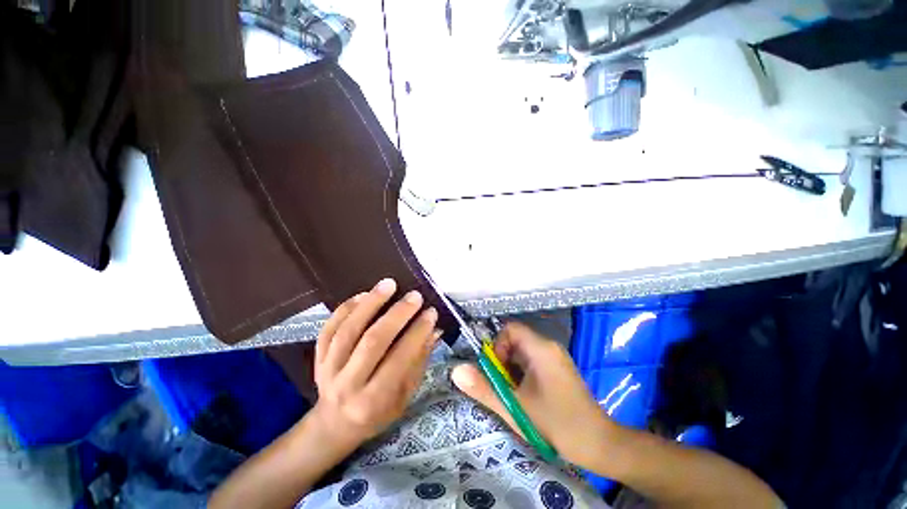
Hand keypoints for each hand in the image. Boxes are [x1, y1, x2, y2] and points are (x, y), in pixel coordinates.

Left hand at [310, 278, 439, 449]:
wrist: (335, 423)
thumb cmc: (378, 412)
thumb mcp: (404, 395)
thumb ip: (419, 361)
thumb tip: (434, 330)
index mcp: (374, 400)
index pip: (399, 360)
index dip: (417, 333)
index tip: (431, 312)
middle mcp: (348, 385)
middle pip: (373, 342)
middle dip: (397, 315)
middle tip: (414, 296)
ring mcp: (328, 369)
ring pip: (348, 331)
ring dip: (371, 304)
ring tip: (389, 285)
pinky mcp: (317, 358)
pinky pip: (329, 329)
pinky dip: (346, 308)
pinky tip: (363, 294)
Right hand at [451, 322, 617, 469]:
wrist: (599, 444)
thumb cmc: (556, 423)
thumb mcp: (514, 407)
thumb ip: (483, 387)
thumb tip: (456, 370)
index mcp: (540, 348)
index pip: (510, 329)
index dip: (497, 346)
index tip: (498, 371)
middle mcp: (549, 346)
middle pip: (515, 340)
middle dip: (503, 361)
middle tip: (505, 387)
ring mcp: (555, 357)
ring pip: (523, 352)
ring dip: (512, 370)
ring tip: (515, 394)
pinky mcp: (558, 368)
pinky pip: (532, 361)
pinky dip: (522, 374)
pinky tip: (527, 396)